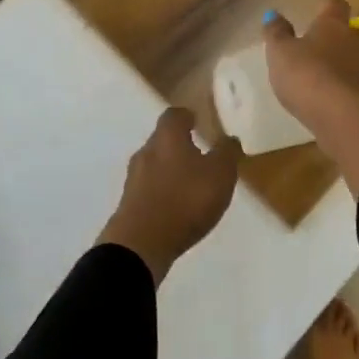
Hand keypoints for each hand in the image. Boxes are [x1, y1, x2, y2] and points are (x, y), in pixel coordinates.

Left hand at [97, 107, 243, 285]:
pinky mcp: (129, 203)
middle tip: (200, 154)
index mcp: (167, 136)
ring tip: (191, 184)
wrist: (142, 243)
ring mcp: (134, 178)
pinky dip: (162, 191)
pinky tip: (176, 206)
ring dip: (171, 170)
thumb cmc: (185, 199)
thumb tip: (229, 137)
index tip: (199, 121)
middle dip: (179, 144)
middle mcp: (146, 150)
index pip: (175, 115)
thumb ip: (226, 153)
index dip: (188, 116)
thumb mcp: (220, 174)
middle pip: (162, 139)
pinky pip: (149, 188)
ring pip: (155, 164)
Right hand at [264, 0, 358, 195]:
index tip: (315, 13)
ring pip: (349, 60)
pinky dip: (339, 89)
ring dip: (335, 66)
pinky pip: (351, 85)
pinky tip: (323, 100)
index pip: (336, 5)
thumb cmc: (306, 73)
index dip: (326, 8)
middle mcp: (354, 41)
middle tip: (308, 51)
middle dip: (329, 41)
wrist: (341, 117)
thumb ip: (276, 32)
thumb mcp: (280, 51)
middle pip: (344, 34)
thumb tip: (273, 14)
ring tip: (314, 78)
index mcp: (334, 24)